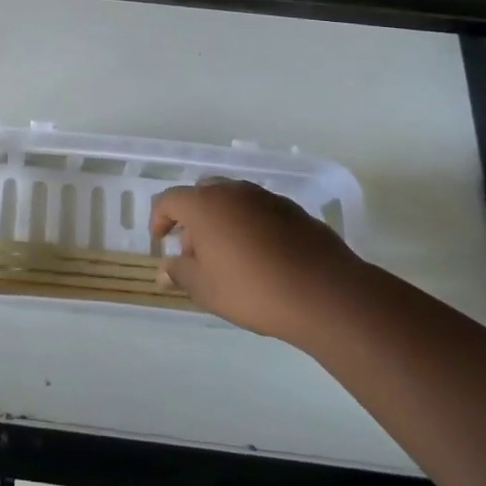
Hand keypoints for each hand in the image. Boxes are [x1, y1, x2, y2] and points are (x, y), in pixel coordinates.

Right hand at [151, 179, 361, 340]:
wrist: (326, 294)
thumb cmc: (254, 291)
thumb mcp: (207, 290)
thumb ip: (180, 273)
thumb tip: (164, 268)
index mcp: (205, 205)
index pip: (169, 200)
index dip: (159, 218)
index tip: (160, 240)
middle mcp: (233, 191)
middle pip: (202, 194)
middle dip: (192, 219)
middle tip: (194, 252)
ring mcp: (265, 197)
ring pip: (232, 200)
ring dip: (221, 220)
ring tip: (228, 256)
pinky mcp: (293, 209)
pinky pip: (258, 210)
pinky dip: (249, 225)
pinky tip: (260, 256)